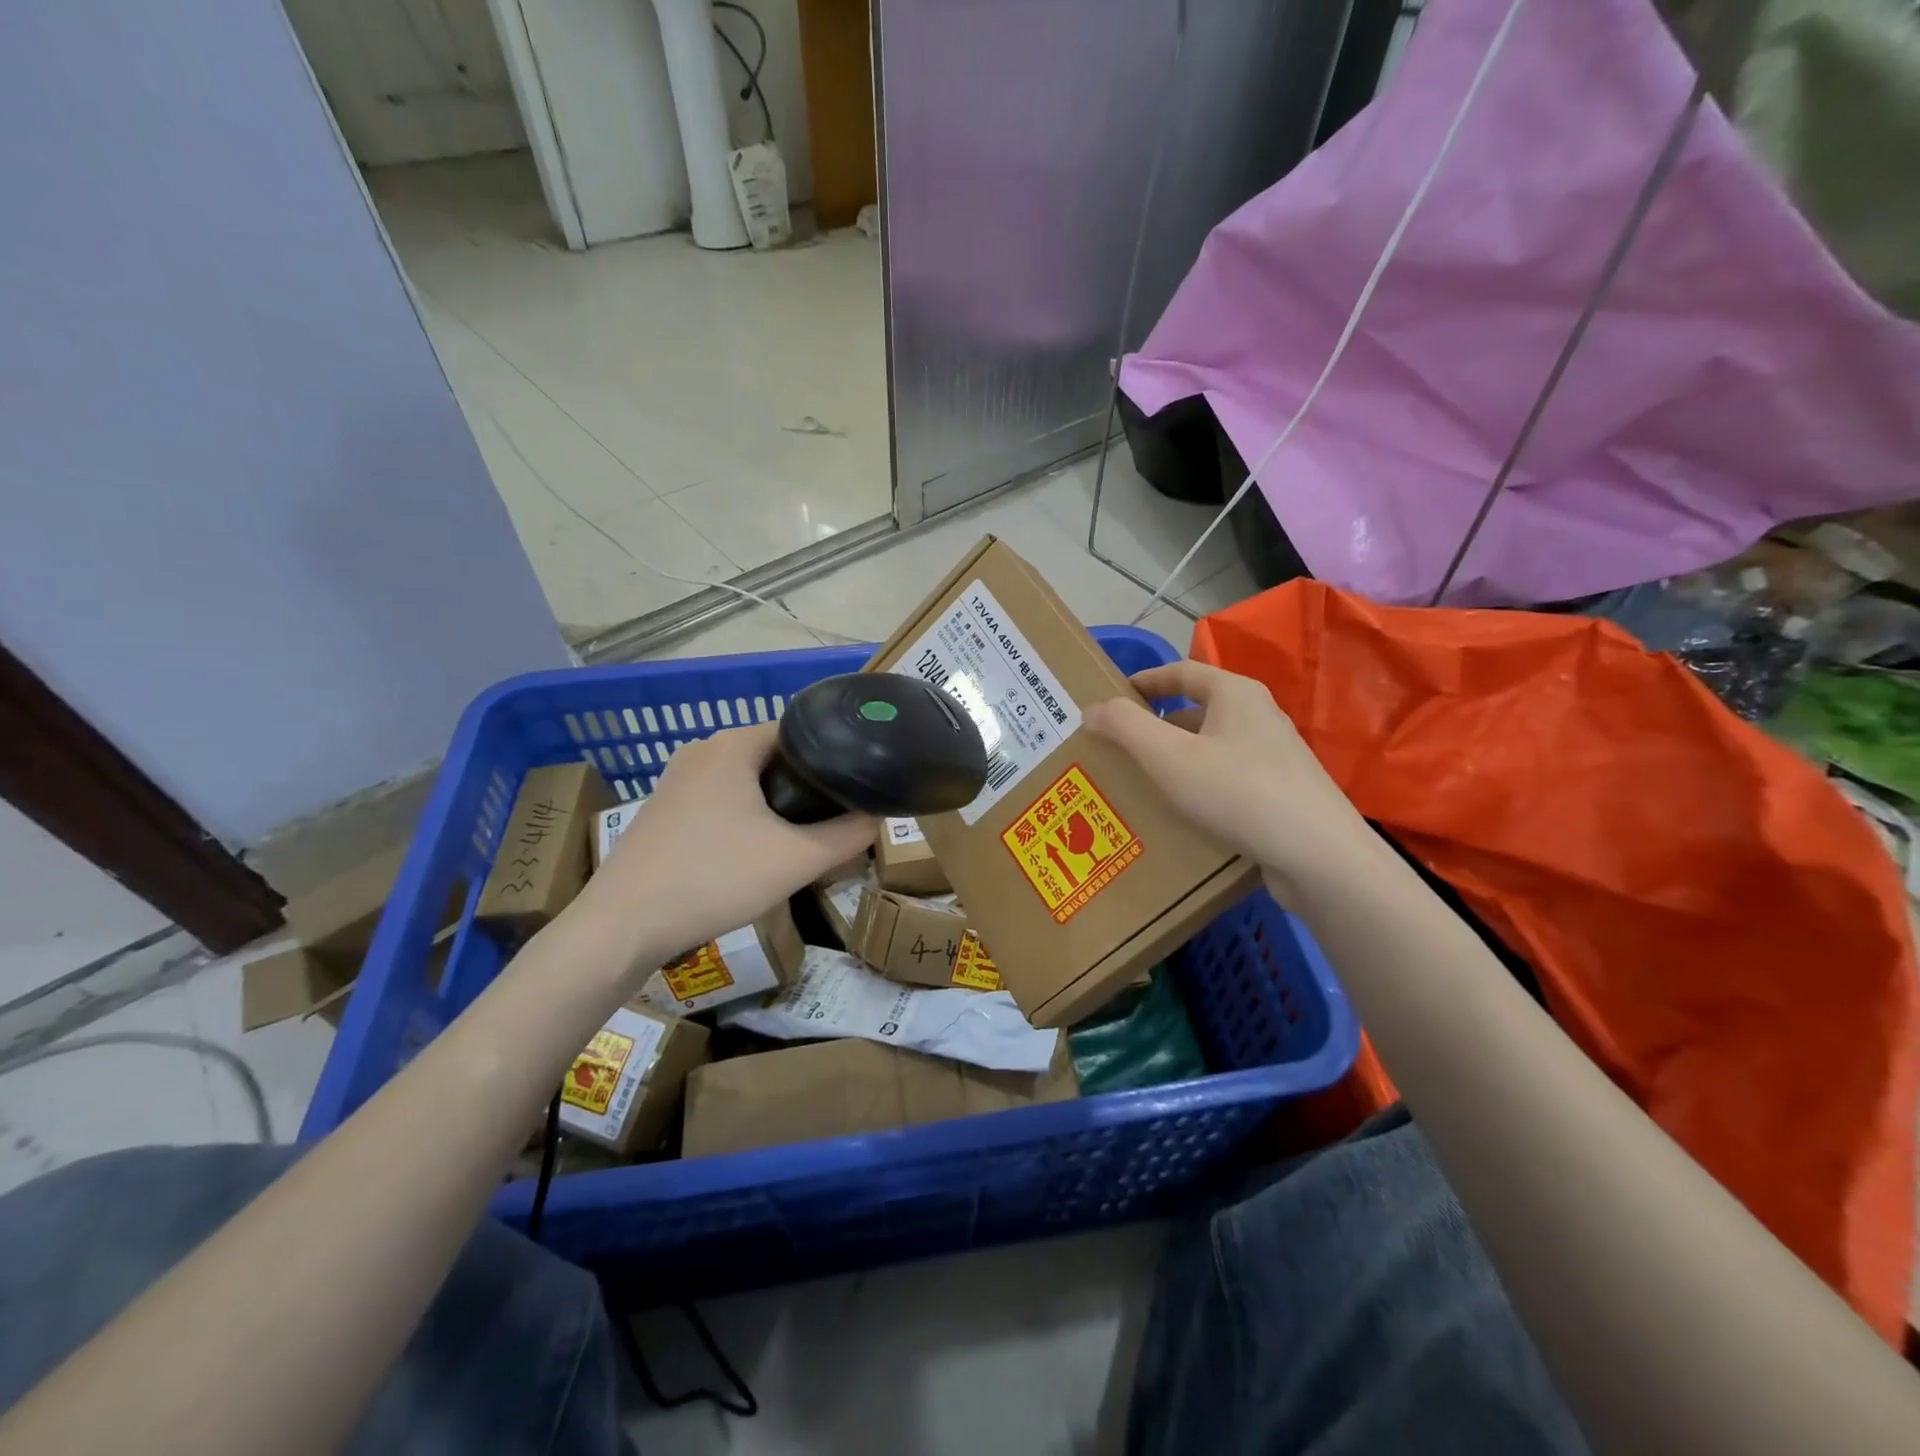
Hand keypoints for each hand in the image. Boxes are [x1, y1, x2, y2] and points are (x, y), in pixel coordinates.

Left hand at [577, 723, 874, 976]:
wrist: (623, 927)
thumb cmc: (714, 878)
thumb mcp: (796, 860)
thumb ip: (847, 835)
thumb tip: (877, 817)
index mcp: (732, 745)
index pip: (800, 731)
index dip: (834, 757)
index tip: (856, 787)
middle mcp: (702, 751)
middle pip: (773, 756)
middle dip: (806, 785)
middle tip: (834, 818)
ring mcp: (676, 780)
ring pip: (745, 781)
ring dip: (775, 804)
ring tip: (802, 837)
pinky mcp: (662, 810)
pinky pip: (719, 800)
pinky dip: (745, 817)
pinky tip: (754, 853)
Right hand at [1084, 661, 1371, 890]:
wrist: (1318, 855)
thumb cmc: (1237, 792)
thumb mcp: (1169, 756)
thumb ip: (1126, 727)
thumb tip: (1093, 708)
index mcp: (1235, 694)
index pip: (1182, 672)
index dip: (1145, 680)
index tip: (1114, 696)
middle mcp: (1260, 715)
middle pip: (1198, 708)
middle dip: (1158, 724)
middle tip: (1122, 745)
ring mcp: (1276, 755)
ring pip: (1213, 745)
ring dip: (1178, 756)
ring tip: (1145, 780)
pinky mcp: (1283, 791)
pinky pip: (1229, 775)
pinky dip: (1201, 782)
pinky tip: (1185, 811)